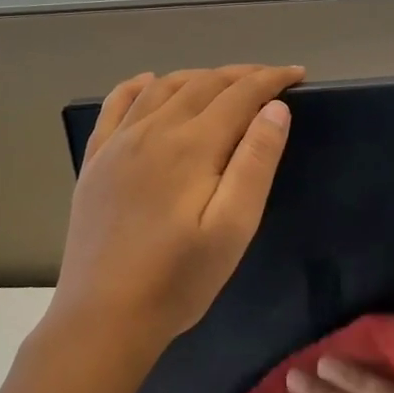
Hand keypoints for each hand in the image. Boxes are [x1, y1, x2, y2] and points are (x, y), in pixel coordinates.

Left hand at [53, 65, 303, 348]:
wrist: (103, 318)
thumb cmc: (179, 279)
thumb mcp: (233, 228)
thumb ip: (255, 163)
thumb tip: (275, 109)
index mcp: (192, 146)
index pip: (239, 94)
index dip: (271, 79)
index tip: (297, 74)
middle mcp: (153, 130)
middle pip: (203, 84)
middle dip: (241, 75)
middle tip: (270, 78)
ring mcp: (118, 143)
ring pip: (163, 88)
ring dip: (198, 76)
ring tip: (223, 82)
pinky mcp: (96, 161)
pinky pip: (116, 105)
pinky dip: (139, 85)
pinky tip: (149, 83)